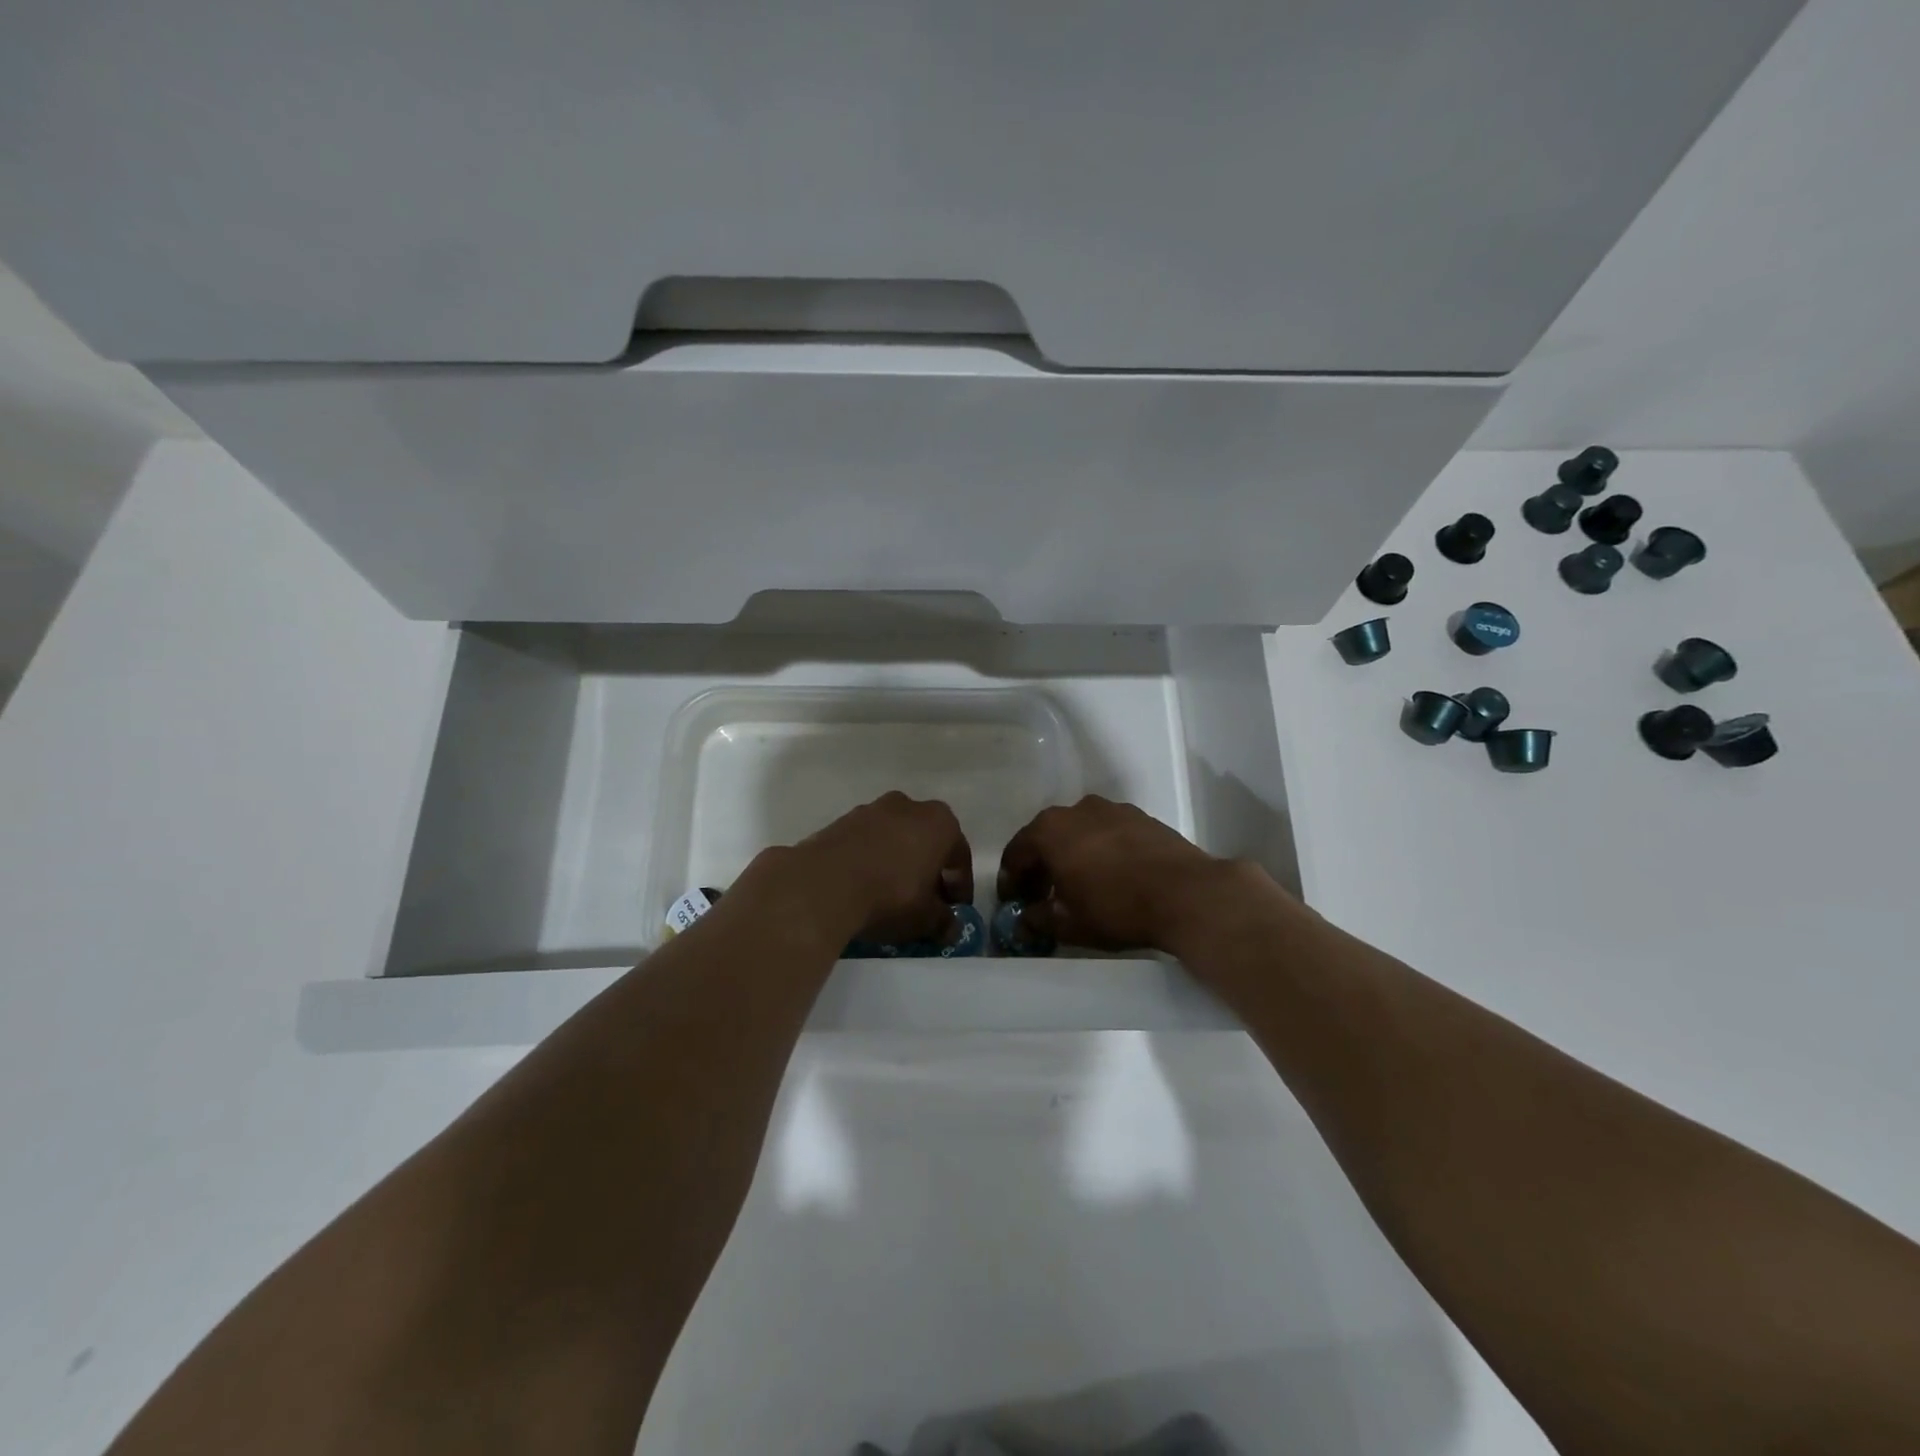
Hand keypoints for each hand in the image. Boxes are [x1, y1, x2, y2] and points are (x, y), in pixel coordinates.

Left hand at [743, 792, 972, 946]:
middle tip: (926, 900)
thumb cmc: (890, 895)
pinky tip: (865, 885)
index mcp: (940, 822)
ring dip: (899, 862)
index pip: (959, 856)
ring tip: (892, 894)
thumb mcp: (925, 918)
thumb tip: (951, 928)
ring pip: (896, 838)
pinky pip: (867, 842)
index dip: (960, 886)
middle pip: (927, 841)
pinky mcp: (841, 820)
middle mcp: (909, 806)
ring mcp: (872, 809)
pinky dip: (871, 859)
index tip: (955, 909)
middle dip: (929, 869)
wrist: (823, 883)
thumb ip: (943, 921)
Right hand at [997, 795, 1240, 952]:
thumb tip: (1023, 922)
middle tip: (1041, 897)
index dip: (1011, 880)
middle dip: (1040, 866)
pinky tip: (1110, 875)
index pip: (1017, 852)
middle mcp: (1077, 810)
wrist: (1187, 893)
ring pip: (1079, 832)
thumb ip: (1038, 920)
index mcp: (1050, 830)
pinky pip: (1107, 832)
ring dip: (1071, 855)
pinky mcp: (1141, 817)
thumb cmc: (1117, 907)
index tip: (1013, 902)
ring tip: (1078, 885)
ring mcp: (1112, 809)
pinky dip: (1100, 850)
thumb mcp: (1069, 923)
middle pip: (1047, 837)